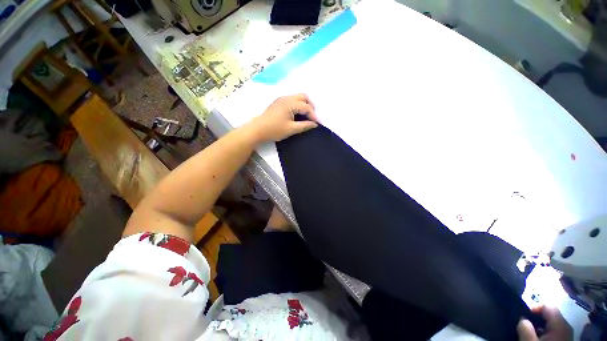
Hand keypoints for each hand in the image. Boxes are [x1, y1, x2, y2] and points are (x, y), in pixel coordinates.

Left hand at [246, 94, 318, 142]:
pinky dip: (298, 105)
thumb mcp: (291, 129)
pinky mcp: (279, 102)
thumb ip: (304, 125)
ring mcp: (282, 99)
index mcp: (290, 103)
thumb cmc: (274, 130)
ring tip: (307, 116)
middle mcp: (286, 98)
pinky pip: (292, 100)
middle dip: (310, 106)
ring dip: (305, 105)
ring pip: (298, 97)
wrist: (257, 130)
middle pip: (304, 97)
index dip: (313, 115)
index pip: (306, 107)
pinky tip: (298, 114)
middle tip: (313, 117)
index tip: (318, 123)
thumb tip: (314, 124)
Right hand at [517, 306, 572, 340]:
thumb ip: (524, 327)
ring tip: (530, 334)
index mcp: (560, 324)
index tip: (522, 315)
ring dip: (540, 327)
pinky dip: (544, 334)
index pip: (547, 306)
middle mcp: (566, 327)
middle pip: (550, 315)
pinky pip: (554, 332)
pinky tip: (538, 340)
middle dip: (536, 319)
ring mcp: (567, 336)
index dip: (534, 307)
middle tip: (524, 325)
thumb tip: (522, 319)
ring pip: (552, 325)